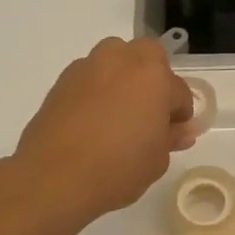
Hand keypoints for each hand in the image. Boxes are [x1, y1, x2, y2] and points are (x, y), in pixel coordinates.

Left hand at [12, 38, 196, 222]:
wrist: (54, 177)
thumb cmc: (118, 169)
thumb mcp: (156, 161)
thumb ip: (170, 138)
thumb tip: (179, 130)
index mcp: (154, 78)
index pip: (179, 92)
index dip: (180, 115)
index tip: (174, 134)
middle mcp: (122, 61)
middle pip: (148, 56)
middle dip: (154, 78)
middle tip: (149, 111)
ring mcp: (89, 67)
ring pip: (115, 59)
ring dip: (124, 77)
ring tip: (120, 113)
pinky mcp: (62, 81)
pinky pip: (91, 77)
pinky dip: (98, 90)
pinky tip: (94, 120)